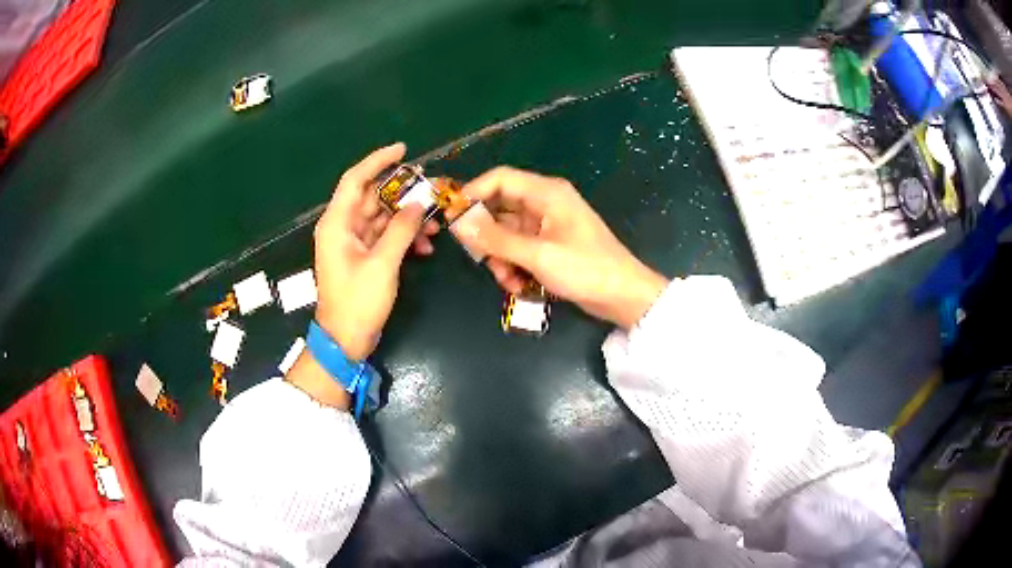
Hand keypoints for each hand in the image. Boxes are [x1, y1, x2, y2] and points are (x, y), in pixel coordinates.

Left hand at [313, 143, 438, 359]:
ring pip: (382, 217)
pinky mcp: (362, 256)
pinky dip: (403, 237)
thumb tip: (419, 204)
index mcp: (337, 223)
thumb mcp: (382, 264)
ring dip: (407, 219)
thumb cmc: (358, 301)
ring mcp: (352, 242)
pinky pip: (384, 236)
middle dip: (402, 194)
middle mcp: (342, 227)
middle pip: (373, 198)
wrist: (345, 339)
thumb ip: (401, 230)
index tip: (403, 150)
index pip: (355, 180)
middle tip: (430, 190)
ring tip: (434, 224)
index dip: (378, 161)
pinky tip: (424, 247)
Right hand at [455, 167, 667, 328]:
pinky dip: (514, 266)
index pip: (499, 179)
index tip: (452, 218)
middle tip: (480, 259)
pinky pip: (519, 250)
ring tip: (508, 281)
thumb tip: (458, 222)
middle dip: (487, 237)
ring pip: (506, 234)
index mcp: (546, 193)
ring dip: (500, 258)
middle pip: (499, 208)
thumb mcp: (537, 255)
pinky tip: (520, 287)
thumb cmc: (585, 269)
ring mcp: (546, 226)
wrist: (623, 296)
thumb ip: (496, 239)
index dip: (473, 194)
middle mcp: (544, 203)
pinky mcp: (549, 246)